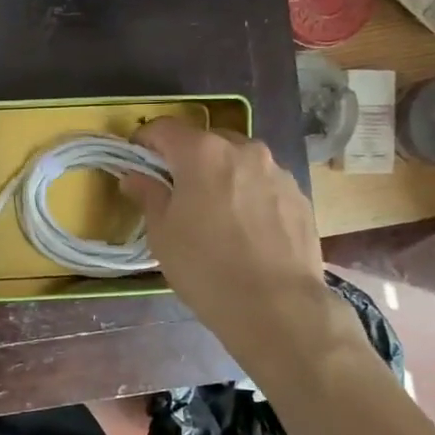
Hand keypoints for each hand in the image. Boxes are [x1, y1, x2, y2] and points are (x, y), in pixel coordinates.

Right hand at [120, 117, 333, 344]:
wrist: (277, 306)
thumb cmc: (206, 267)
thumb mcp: (163, 233)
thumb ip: (148, 196)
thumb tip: (134, 177)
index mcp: (203, 153)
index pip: (165, 128)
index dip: (145, 141)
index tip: (136, 162)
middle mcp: (244, 150)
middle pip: (206, 141)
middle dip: (186, 158)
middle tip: (175, 191)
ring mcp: (277, 171)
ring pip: (239, 161)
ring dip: (221, 176)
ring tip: (214, 213)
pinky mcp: (299, 196)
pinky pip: (264, 184)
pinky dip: (248, 194)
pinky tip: (244, 229)